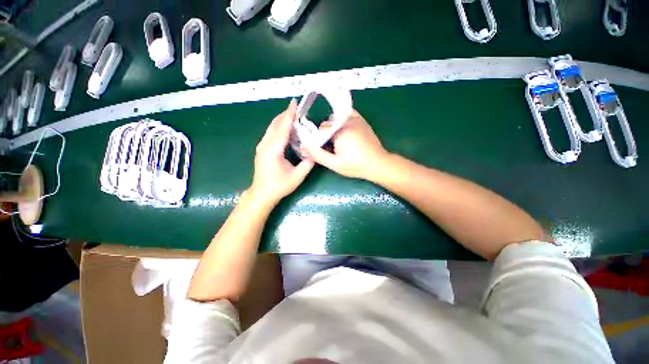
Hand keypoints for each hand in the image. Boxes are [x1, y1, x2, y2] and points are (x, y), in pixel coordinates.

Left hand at [248, 99, 314, 206]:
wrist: (262, 193)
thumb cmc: (279, 186)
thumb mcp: (297, 177)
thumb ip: (307, 163)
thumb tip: (314, 152)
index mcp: (273, 150)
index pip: (282, 128)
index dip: (289, 115)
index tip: (294, 103)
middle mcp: (265, 145)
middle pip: (275, 125)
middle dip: (285, 114)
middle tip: (295, 107)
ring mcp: (261, 147)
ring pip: (271, 128)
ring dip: (281, 120)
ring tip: (292, 115)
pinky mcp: (261, 149)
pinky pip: (270, 133)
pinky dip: (278, 127)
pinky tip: (285, 128)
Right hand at [304, 110, 387, 180]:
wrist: (377, 163)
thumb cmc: (356, 166)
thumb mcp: (335, 164)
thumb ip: (318, 155)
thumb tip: (305, 146)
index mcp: (339, 132)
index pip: (320, 130)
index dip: (319, 140)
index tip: (324, 150)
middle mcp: (346, 121)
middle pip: (327, 124)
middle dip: (325, 135)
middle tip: (332, 148)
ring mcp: (355, 118)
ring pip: (335, 119)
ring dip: (333, 128)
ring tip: (340, 141)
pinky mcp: (361, 119)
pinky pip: (346, 114)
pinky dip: (341, 119)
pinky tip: (344, 130)